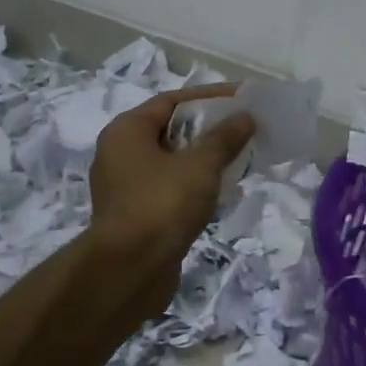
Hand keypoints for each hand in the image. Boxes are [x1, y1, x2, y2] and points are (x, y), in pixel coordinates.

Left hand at [89, 84, 254, 289]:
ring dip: (204, 158)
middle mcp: (120, 153)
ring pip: (171, 162)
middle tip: (244, 128)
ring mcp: (125, 187)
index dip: (208, 97)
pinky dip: (194, 184)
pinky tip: (221, 191)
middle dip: (209, 128)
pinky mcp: (136, 215)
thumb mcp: (200, 165)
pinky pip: (169, 188)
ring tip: (239, 157)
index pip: (171, 101)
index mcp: (127, 131)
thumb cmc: (162, 204)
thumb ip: (224, 138)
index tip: (242, 98)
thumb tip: (245, 117)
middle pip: (170, 130)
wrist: (130, 269)